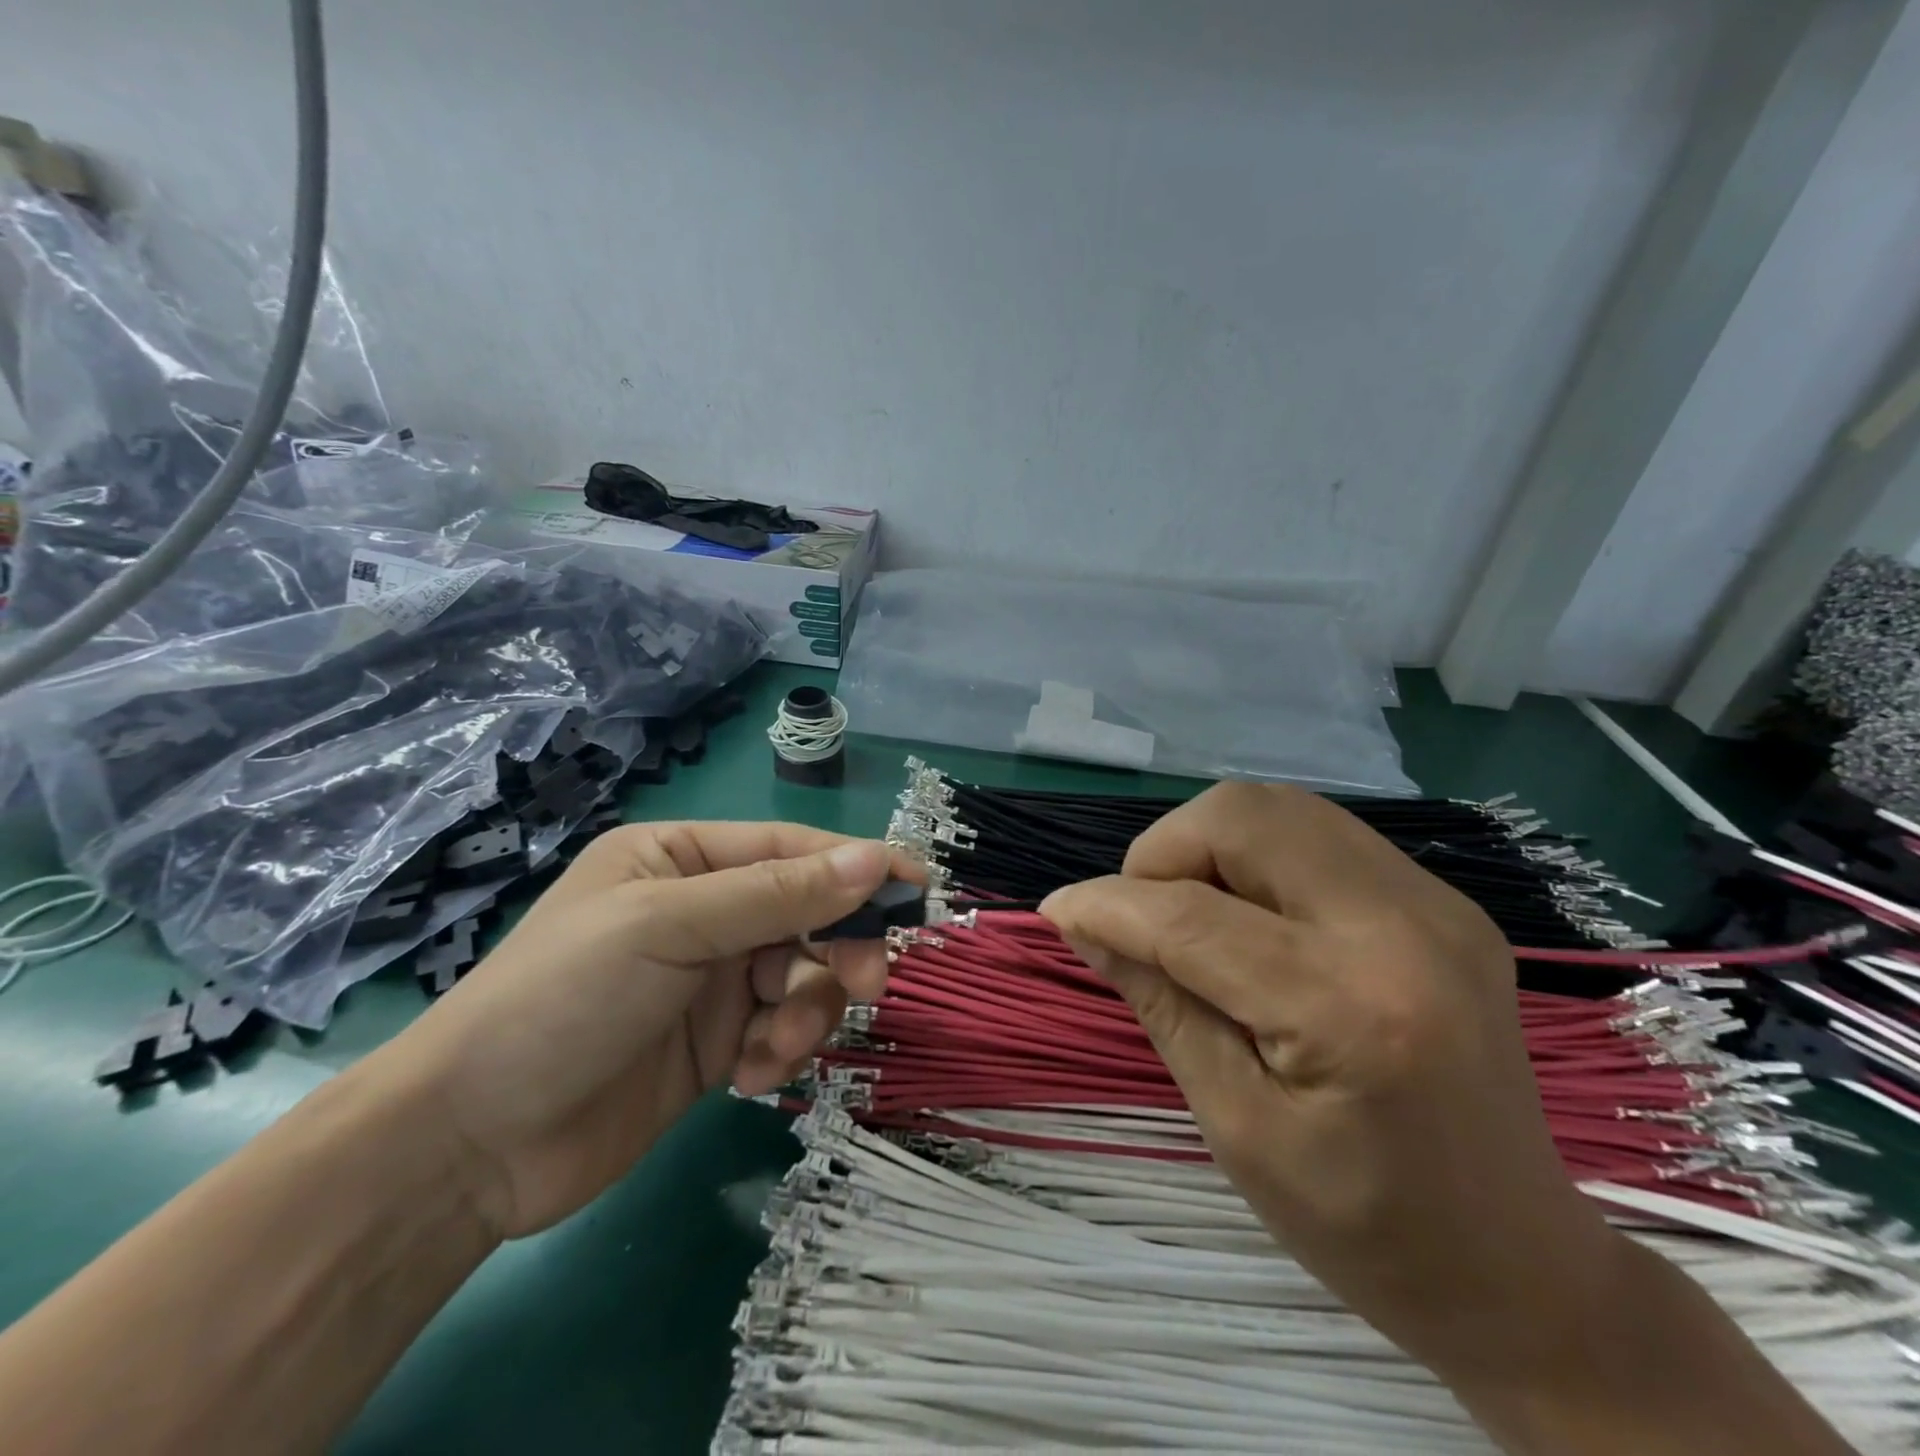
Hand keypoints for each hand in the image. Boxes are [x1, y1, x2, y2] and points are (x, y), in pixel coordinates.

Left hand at [372, 822, 907, 1241]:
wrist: (470, 1145)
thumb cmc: (564, 999)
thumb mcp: (671, 928)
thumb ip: (778, 895)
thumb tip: (875, 858)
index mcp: (683, 859)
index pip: (791, 851)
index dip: (857, 866)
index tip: (918, 889)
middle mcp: (703, 910)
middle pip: (808, 914)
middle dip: (838, 948)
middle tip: (866, 983)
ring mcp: (711, 979)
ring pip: (803, 976)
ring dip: (806, 1011)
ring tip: (776, 1047)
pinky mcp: (716, 1042)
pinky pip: (781, 1029)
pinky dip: (779, 1050)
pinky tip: (747, 1077)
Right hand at [1039, 783, 1617, 1393]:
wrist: (1524, 1269)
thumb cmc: (1365, 1228)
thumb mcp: (1236, 1128)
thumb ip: (1159, 1003)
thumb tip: (1084, 923)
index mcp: (1350, 1008)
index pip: (1192, 916)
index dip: (1108, 904)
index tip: (1058, 912)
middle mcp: (1403, 925)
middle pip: (1243, 816)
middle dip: (1162, 851)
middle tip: (1140, 918)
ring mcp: (1435, 902)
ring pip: (1279, 807)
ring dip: (1207, 844)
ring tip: (1187, 914)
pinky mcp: (1442, 900)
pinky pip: (1318, 834)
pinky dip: (1255, 856)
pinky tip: (1249, 919)